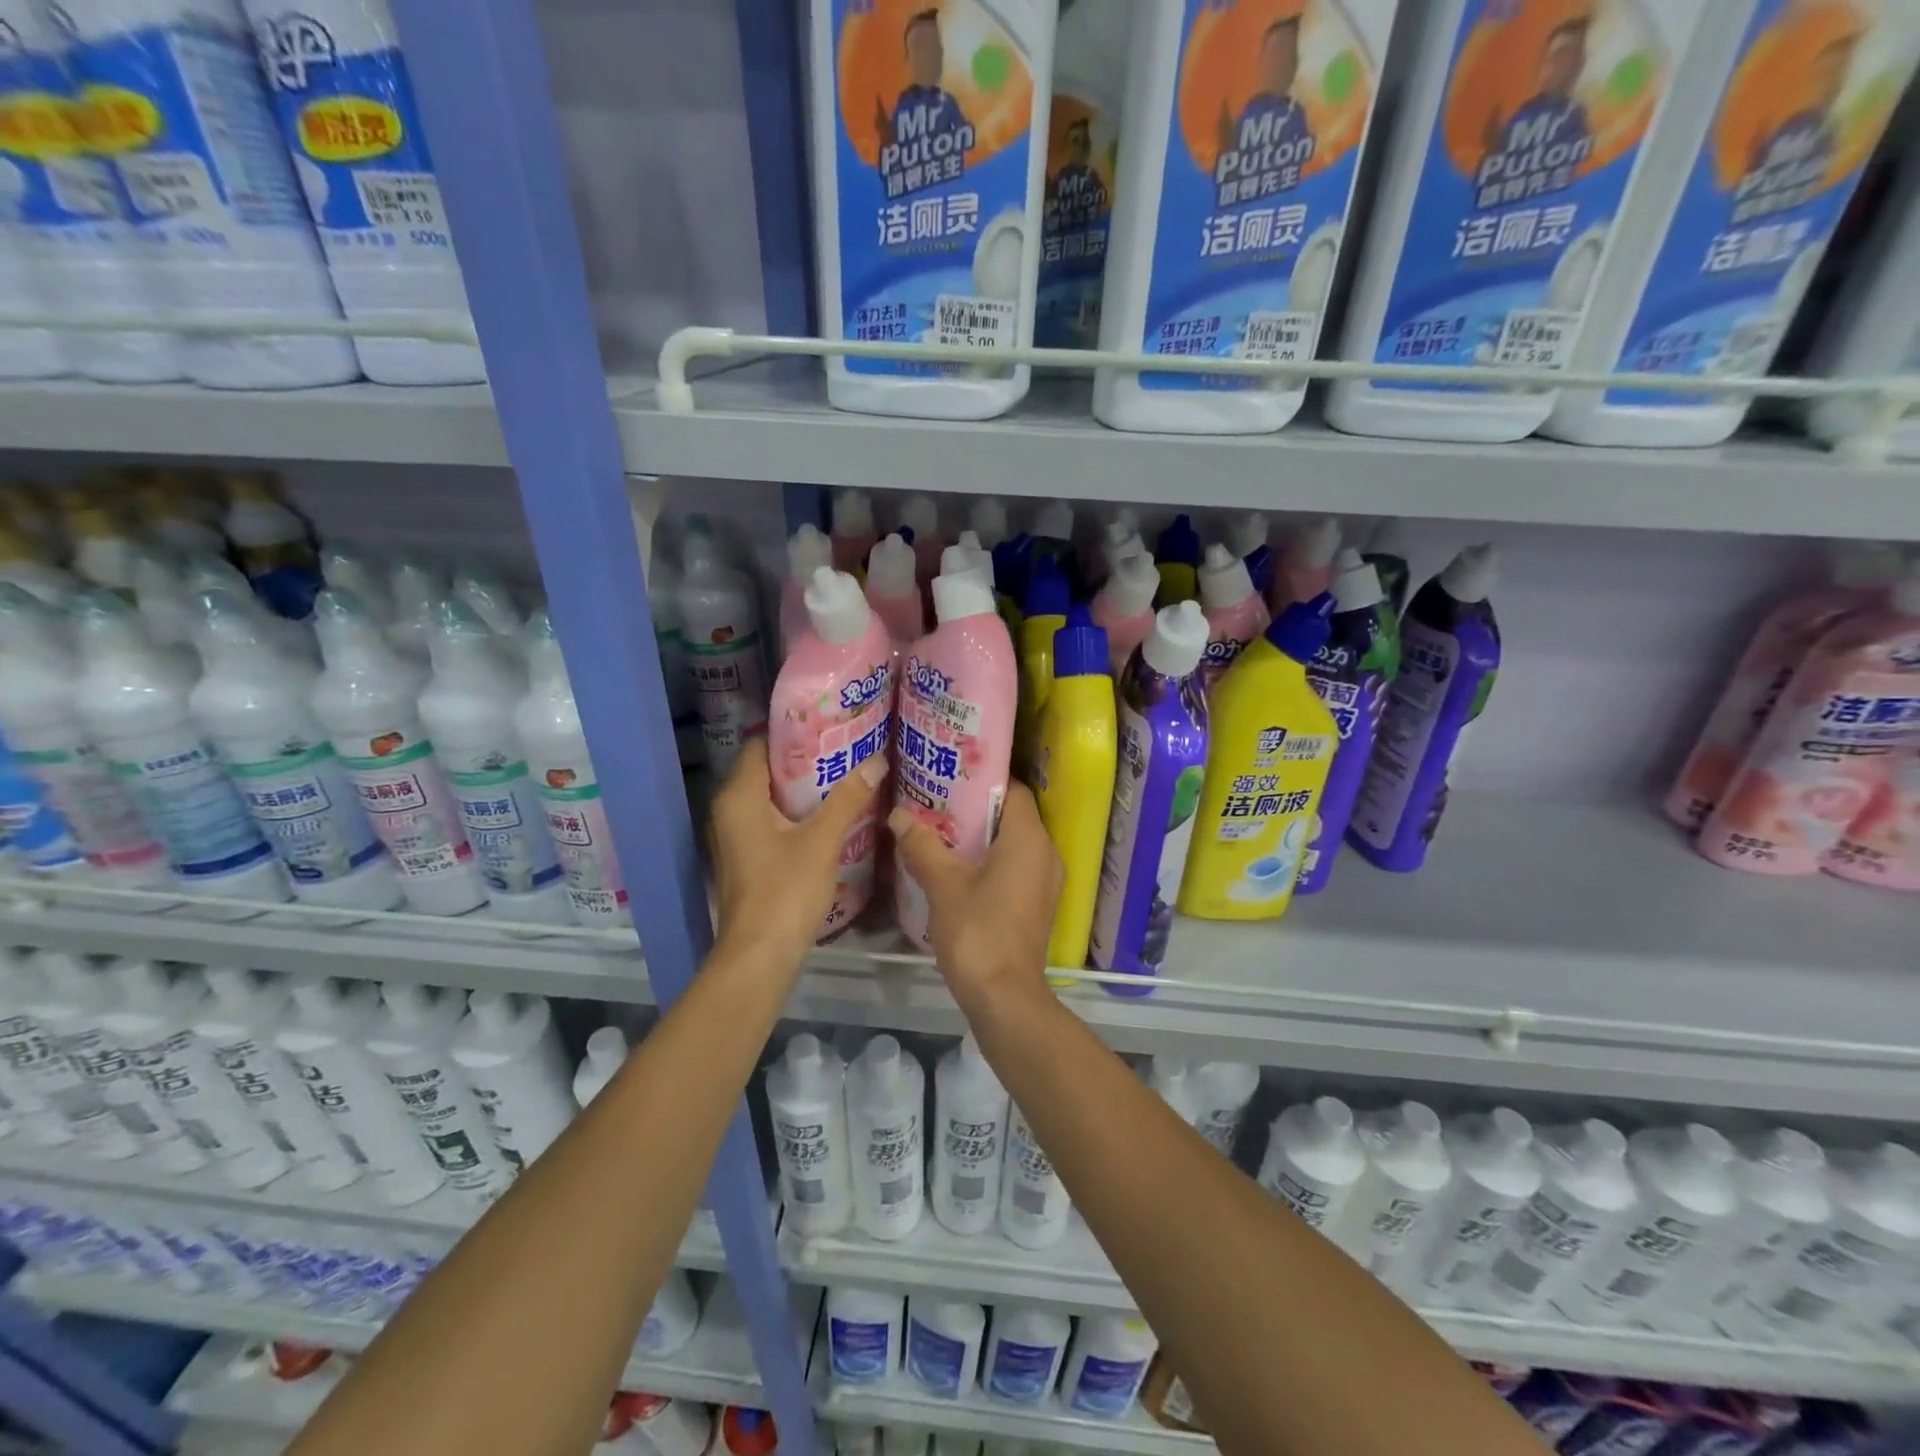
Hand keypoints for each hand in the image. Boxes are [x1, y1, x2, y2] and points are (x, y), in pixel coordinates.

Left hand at [709, 738, 885, 967]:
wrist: (760, 956)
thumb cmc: (785, 891)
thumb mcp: (822, 840)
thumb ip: (848, 798)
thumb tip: (877, 760)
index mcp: (739, 797)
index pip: (760, 745)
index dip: (794, 734)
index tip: (830, 727)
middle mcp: (730, 810)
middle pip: (767, 771)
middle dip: (806, 761)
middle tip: (847, 750)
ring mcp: (737, 836)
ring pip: (771, 798)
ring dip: (804, 789)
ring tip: (845, 777)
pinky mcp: (748, 858)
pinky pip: (772, 821)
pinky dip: (798, 813)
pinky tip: (831, 815)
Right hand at [888, 783, 1061, 1017]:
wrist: (1004, 997)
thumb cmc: (977, 931)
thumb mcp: (943, 884)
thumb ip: (921, 845)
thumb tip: (898, 815)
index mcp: (1029, 839)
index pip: (1014, 789)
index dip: (984, 779)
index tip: (951, 775)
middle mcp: (1046, 853)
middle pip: (1013, 815)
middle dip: (976, 808)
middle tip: (937, 801)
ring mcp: (1046, 881)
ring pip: (1014, 843)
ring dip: (981, 836)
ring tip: (940, 830)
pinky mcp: (1038, 903)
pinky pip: (1016, 866)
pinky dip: (991, 860)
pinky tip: (957, 867)